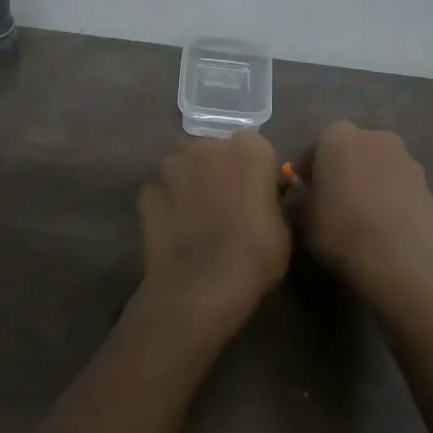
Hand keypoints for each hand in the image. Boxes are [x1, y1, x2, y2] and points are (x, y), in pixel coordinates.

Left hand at [134, 132, 292, 341]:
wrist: (201, 286)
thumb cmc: (256, 255)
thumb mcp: (286, 229)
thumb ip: (277, 201)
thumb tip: (272, 198)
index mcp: (249, 149)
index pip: (258, 150)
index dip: (259, 173)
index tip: (262, 197)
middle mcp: (208, 146)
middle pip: (216, 152)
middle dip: (221, 171)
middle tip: (229, 205)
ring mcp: (171, 166)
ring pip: (184, 167)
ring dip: (190, 182)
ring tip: (198, 217)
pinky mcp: (146, 192)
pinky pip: (161, 192)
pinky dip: (166, 204)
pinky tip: (175, 230)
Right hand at [295, 122, 432, 303]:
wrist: (395, 261)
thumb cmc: (339, 229)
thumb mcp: (302, 216)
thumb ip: (300, 197)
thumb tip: (301, 195)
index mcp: (338, 136)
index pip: (316, 147)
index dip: (308, 171)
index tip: (303, 193)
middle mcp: (376, 137)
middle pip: (353, 151)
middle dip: (343, 169)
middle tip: (333, 200)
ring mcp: (407, 160)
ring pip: (380, 167)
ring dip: (370, 182)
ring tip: (362, 216)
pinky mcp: (428, 187)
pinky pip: (401, 188)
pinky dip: (392, 199)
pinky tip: (385, 227)